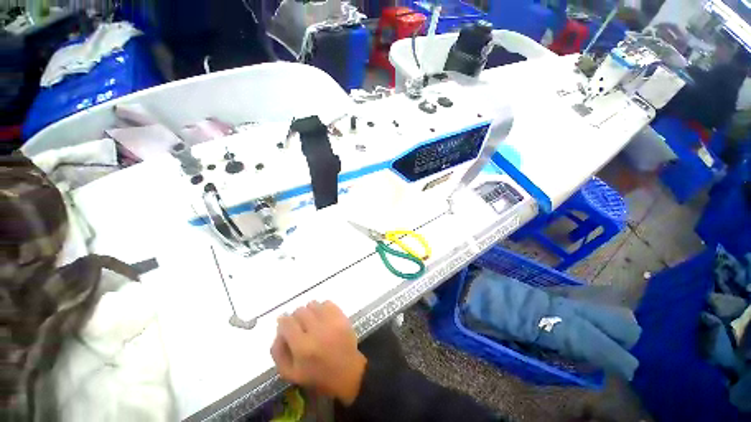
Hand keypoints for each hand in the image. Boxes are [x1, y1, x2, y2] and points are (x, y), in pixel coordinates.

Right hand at [271, 301, 366, 405]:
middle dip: (295, 317)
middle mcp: (317, 331)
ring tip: (311, 322)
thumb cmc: (317, 375)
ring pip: (313, 304)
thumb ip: (278, 352)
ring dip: (309, 311)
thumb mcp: (290, 373)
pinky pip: (327, 303)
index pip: (287, 323)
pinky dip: (321, 308)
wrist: (347, 372)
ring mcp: (331, 322)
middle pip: (300, 311)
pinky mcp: (342, 316)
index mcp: (303, 347)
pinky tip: (322, 318)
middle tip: (299, 326)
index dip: (283, 322)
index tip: (284, 325)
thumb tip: (278, 330)